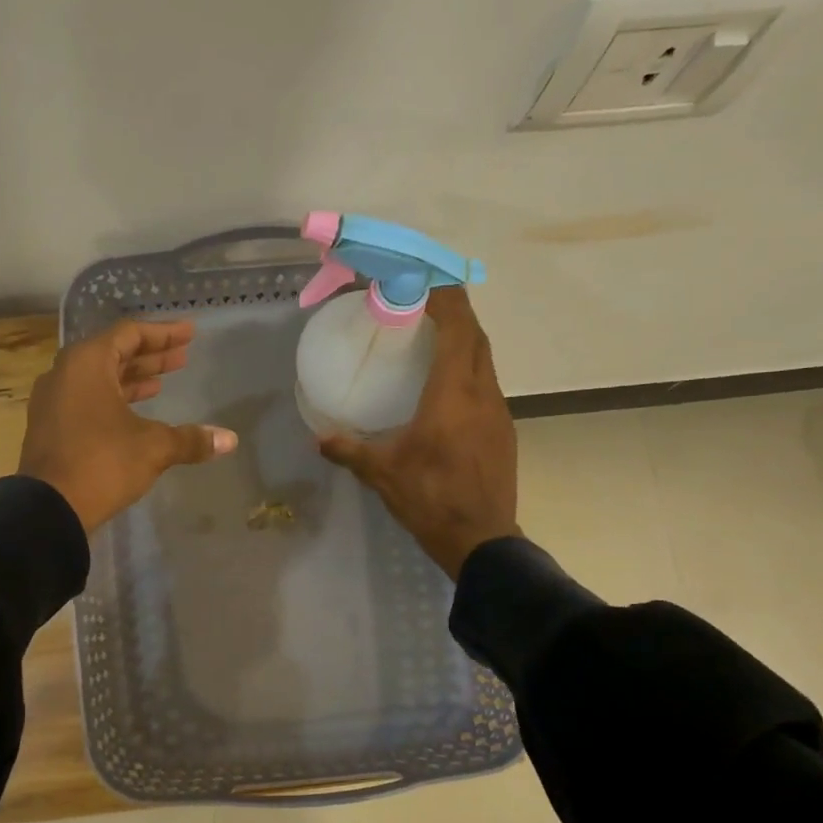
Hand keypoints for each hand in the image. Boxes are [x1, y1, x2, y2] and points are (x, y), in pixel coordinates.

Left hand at [19, 318, 237, 532]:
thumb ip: (190, 439)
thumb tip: (230, 440)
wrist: (48, 508)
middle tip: (182, 357)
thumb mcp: (152, 447)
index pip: (129, 334)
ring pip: (98, 379)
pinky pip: (86, 400)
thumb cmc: (102, 463)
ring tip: (163, 381)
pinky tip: (136, 413)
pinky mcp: (51, 427)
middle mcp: (65, 374)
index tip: (189, 334)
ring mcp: (53, 401)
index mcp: (86, 363)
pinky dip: (113, 399)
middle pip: (113, 354)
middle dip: (150, 356)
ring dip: (132, 379)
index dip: (163, 333)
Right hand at [318, 288, 520, 577]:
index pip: (458, 329)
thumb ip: (349, 450)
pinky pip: (487, 384)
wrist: (481, 540)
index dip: (445, 299)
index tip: (424, 282)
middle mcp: (483, 394)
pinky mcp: (503, 431)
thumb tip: (319, 438)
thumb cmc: (430, 499)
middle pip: (476, 337)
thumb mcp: (382, 473)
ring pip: (486, 360)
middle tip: (424, 304)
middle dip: (455, 313)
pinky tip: (448, 387)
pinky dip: (469, 369)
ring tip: (434, 338)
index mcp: (453, 395)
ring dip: (464, 341)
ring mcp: (499, 413)